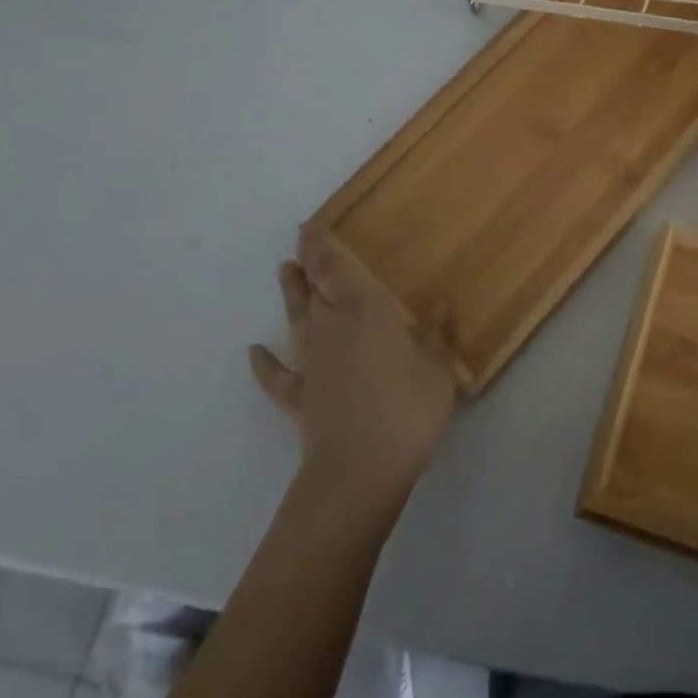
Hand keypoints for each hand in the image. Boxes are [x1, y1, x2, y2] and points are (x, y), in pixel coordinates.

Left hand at [248, 226, 456, 502]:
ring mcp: (312, 364)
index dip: (321, 246)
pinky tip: (254, 352)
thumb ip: (437, 335)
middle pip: (313, 290)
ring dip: (290, 297)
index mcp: (366, 313)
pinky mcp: (300, 398)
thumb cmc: (407, 408)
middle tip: (300, 245)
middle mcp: (332, 329)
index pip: (336, 270)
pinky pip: (278, 377)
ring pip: (296, 321)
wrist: (361, 470)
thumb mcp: (438, 369)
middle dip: (307, 265)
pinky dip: (265, 364)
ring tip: (283, 273)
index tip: (310, 226)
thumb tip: (443, 303)